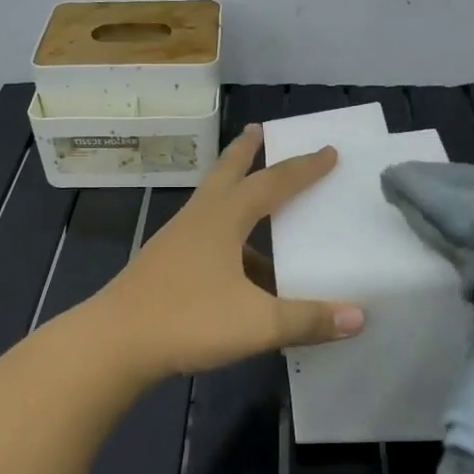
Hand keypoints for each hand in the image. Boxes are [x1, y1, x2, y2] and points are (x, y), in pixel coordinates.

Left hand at [93, 125, 364, 379]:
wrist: (114, 343)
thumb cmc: (187, 321)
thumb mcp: (256, 323)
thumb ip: (308, 320)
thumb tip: (359, 317)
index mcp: (223, 219)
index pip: (272, 183)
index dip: (303, 168)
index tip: (328, 151)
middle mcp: (198, 220)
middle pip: (226, 174)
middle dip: (246, 153)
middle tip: (259, 130)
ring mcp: (175, 241)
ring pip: (212, 205)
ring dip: (235, 195)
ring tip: (260, 206)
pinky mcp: (164, 265)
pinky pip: (204, 237)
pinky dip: (227, 238)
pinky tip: (240, 270)